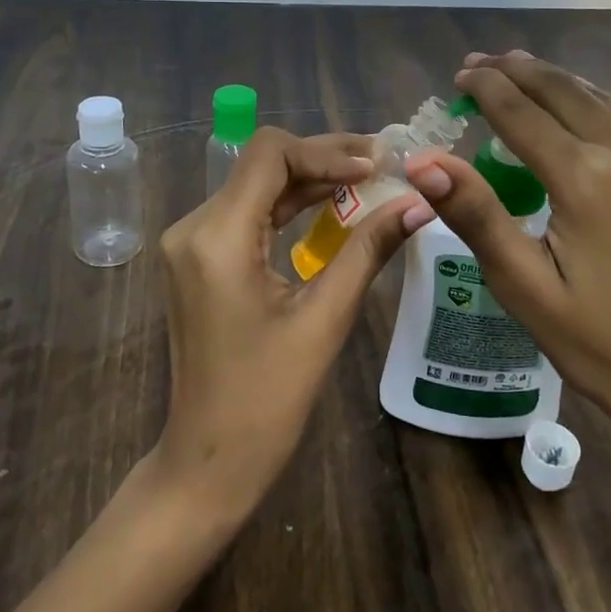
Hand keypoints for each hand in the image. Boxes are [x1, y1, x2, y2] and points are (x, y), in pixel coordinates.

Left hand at [151, 127, 427, 520]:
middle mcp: (194, 227)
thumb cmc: (267, 399)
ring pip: (256, 185)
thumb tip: (419, 204)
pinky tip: (332, 207)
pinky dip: (290, 205)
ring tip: (369, 180)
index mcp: (217, 237)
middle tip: (383, 164)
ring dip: (310, 180)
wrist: (209, 459)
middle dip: (324, 160)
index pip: (270, 155)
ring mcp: (191, 243)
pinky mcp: (199, 259)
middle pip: (262, 164)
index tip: (377, 166)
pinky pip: (248, 213)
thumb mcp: (325, 319)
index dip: (327, 152)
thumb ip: (368, 251)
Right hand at [403, 51, 610, 485]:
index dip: (487, 88)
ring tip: (522, 71)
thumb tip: (423, 161)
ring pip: (603, 99)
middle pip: (565, 92)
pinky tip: (579, 112)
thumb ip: (476, 214)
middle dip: (519, 71)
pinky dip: (596, 105)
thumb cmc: (599, 343)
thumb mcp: (524, 286)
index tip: (460, 73)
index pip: (522, 113)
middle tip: (482, 62)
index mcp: (588, 179)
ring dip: (558, 83)